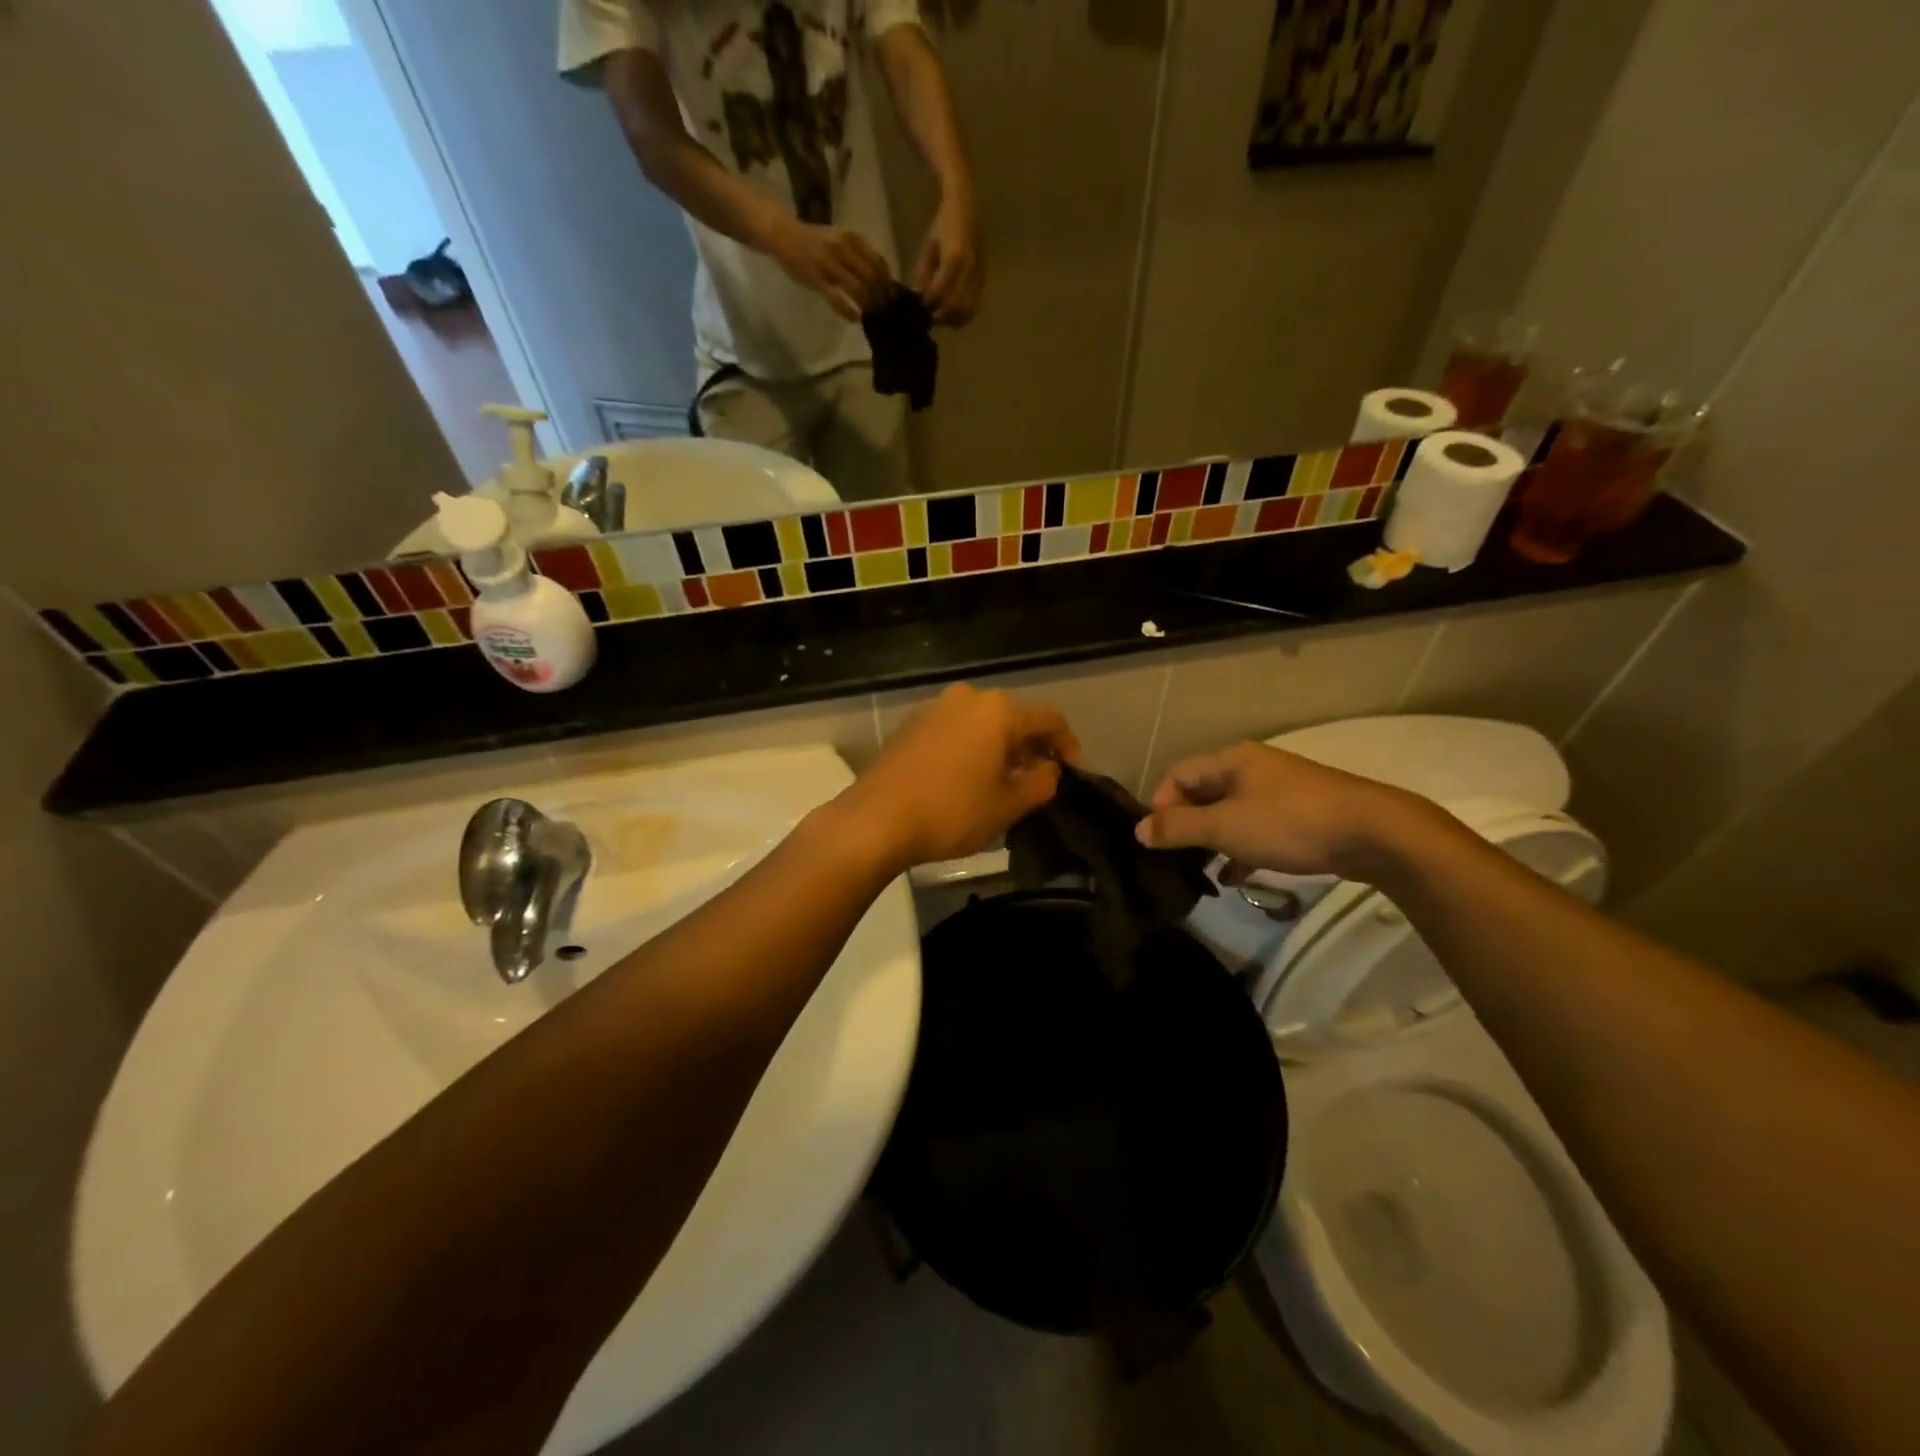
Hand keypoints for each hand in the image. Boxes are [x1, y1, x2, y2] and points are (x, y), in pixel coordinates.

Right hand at [769, 218, 892, 321]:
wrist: (784, 235)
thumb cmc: (814, 241)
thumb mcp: (839, 239)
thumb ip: (857, 254)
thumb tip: (879, 278)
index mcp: (851, 238)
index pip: (877, 262)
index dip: (887, 281)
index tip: (892, 296)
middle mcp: (842, 249)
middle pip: (870, 277)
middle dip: (880, 296)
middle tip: (884, 310)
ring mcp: (829, 264)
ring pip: (857, 288)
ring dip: (867, 305)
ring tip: (871, 315)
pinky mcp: (816, 279)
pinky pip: (837, 299)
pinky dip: (848, 311)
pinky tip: (855, 318)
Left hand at [834, 684, 1078, 869]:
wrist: (876, 819)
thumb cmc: (951, 811)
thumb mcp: (1008, 805)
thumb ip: (1041, 783)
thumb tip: (1049, 770)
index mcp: (997, 710)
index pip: (1048, 718)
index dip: (1067, 744)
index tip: (1073, 771)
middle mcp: (967, 697)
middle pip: (1013, 716)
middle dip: (1031, 745)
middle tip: (1039, 777)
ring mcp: (934, 708)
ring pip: (982, 722)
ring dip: (1000, 746)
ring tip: (1004, 779)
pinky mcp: (911, 724)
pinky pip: (955, 729)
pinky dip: (971, 747)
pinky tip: (968, 776)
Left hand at [913, 195, 982, 325]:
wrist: (966, 205)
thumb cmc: (943, 223)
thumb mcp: (928, 248)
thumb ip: (923, 275)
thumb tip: (919, 299)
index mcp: (955, 256)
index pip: (941, 292)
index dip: (930, 304)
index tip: (920, 307)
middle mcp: (971, 266)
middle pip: (957, 306)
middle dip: (942, 316)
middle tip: (930, 317)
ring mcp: (981, 273)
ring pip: (969, 309)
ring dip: (954, 319)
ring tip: (942, 317)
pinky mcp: (985, 277)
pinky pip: (976, 304)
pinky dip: (964, 314)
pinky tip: (954, 315)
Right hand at [1135, 741, 1429, 882]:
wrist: (1374, 833)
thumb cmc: (1290, 823)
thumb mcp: (1226, 827)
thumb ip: (1179, 828)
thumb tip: (1139, 830)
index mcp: (1231, 760)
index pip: (1178, 774)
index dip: (1160, 804)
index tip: (1157, 839)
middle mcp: (1252, 769)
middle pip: (1203, 792)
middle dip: (1185, 824)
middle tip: (1175, 857)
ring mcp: (1279, 791)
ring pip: (1229, 813)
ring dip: (1211, 840)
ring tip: (1200, 871)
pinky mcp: (1300, 815)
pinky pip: (1256, 828)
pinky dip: (1240, 848)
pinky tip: (1234, 876)